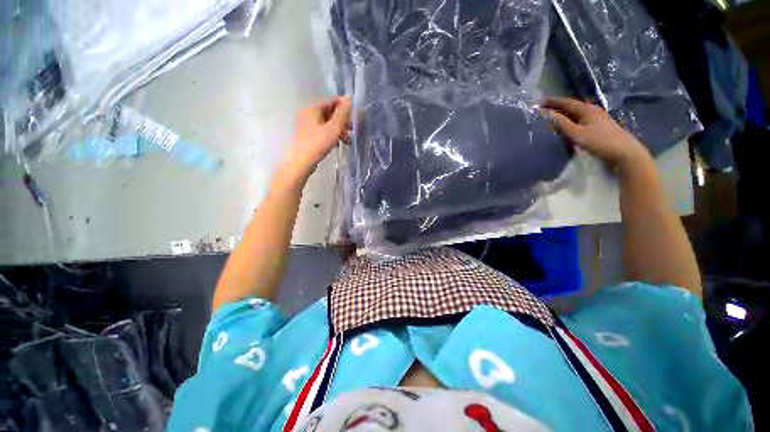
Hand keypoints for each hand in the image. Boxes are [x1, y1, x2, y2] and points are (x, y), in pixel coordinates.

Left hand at [280, 96, 351, 183]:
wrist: (301, 162)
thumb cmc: (318, 144)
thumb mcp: (334, 128)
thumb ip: (342, 114)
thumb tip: (349, 98)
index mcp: (312, 109)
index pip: (331, 101)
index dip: (344, 106)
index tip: (354, 115)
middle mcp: (307, 114)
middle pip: (329, 112)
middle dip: (342, 120)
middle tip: (352, 130)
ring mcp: (306, 125)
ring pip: (326, 122)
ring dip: (338, 129)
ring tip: (347, 139)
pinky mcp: (307, 135)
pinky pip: (322, 130)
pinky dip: (331, 134)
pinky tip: (338, 142)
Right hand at [542, 97, 648, 169]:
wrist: (623, 151)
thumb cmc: (599, 141)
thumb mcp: (577, 133)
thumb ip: (562, 123)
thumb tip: (548, 114)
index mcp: (587, 109)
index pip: (567, 102)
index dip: (553, 102)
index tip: (540, 102)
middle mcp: (592, 111)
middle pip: (572, 107)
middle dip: (558, 107)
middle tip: (543, 109)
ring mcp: (597, 118)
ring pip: (576, 114)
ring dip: (564, 114)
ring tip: (552, 117)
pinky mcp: (599, 126)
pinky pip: (580, 120)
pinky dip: (570, 121)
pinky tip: (567, 125)